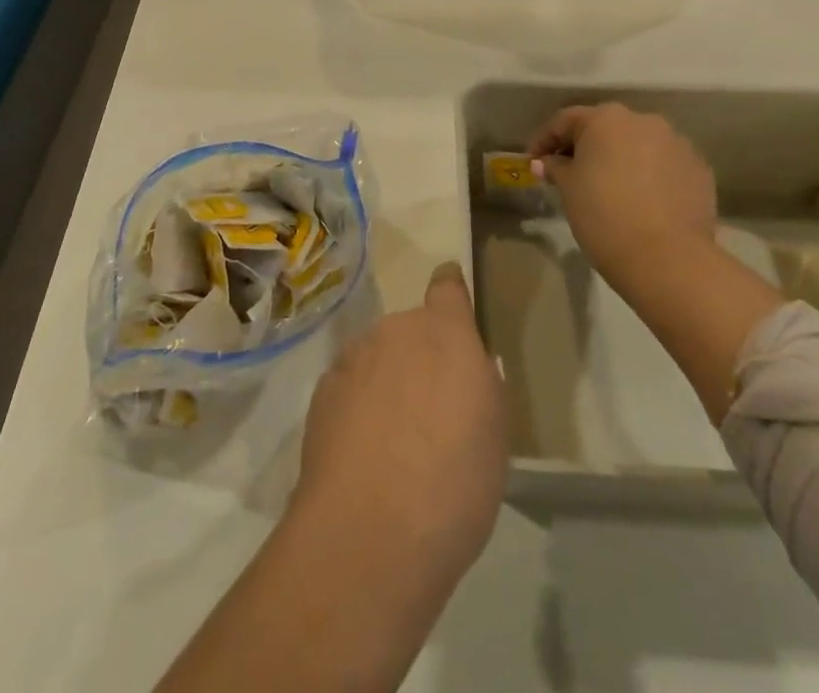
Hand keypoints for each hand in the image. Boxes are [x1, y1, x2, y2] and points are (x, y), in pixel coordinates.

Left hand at [292, 262, 507, 591]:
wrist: (370, 532)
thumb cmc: (454, 482)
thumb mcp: (496, 434)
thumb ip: (482, 386)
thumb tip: (469, 370)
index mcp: (445, 333)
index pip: (447, 287)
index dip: (451, 291)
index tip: (452, 297)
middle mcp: (396, 330)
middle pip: (411, 330)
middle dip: (420, 356)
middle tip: (430, 408)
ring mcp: (354, 357)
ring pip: (377, 357)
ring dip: (386, 380)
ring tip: (393, 438)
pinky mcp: (322, 390)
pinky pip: (349, 385)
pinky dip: (357, 405)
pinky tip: (362, 452)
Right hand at [531, 103, 718, 298]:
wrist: (668, 260)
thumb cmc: (604, 216)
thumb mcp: (569, 190)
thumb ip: (556, 168)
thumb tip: (546, 162)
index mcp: (607, 118)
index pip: (566, 121)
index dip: (544, 140)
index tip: (533, 162)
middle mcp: (644, 120)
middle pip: (605, 128)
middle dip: (585, 147)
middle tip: (568, 173)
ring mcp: (677, 143)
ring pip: (639, 145)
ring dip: (620, 159)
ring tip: (608, 187)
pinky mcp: (699, 169)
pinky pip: (664, 165)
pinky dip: (649, 176)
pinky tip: (641, 200)